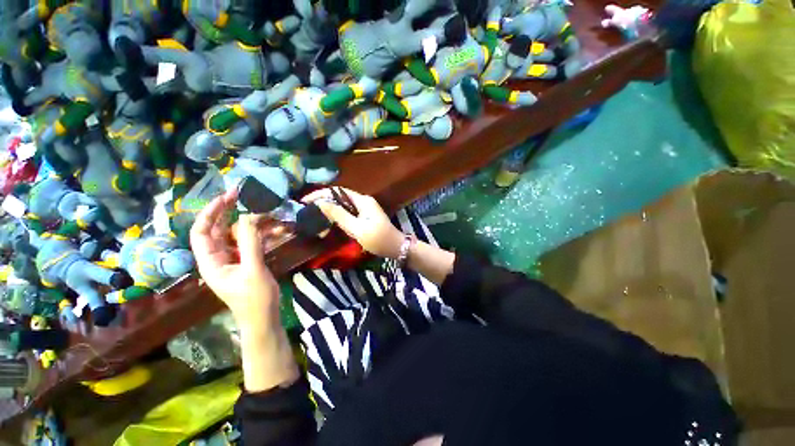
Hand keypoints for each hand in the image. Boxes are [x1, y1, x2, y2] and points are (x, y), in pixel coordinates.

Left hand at [190, 189, 279, 326]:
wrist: (263, 318)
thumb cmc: (255, 298)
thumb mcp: (253, 270)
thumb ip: (250, 243)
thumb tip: (248, 217)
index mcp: (211, 262)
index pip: (201, 232)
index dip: (210, 212)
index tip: (226, 197)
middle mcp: (218, 258)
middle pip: (217, 229)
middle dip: (227, 211)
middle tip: (241, 194)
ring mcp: (233, 259)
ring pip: (236, 234)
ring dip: (249, 222)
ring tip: (266, 211)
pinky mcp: (247, 261)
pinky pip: (250, 242)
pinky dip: (260, 233)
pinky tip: (274, 228)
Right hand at [302, 188, 404, 258]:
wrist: (396, 247)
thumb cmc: (378, 239)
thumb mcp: (357, 229)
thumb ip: (339, 215)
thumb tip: (321, 203)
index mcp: (362, 200)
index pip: (337, 191)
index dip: (320, 194)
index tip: (305, 201)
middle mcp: (364, 201)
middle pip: (340, 196)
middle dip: (323, 201)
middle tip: (307, 210)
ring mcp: (366, 209)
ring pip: (343, 205)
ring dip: (330, 208)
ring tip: (314, 215)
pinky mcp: (366, 216)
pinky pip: (349, 212)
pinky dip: (338, 215)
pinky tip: (330, 221)